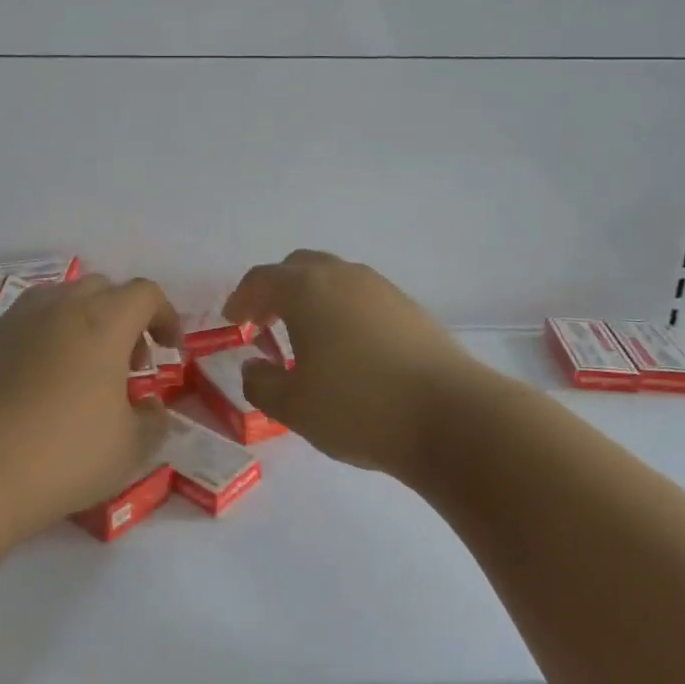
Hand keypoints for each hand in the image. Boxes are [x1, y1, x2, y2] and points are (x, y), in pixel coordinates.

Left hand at [0, 275, 179, 532]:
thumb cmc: (63, 455)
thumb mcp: (129, 450)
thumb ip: (153, 423)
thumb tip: (153, 409)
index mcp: (104, 322)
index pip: (145, 294)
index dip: (166, 316)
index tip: (171, 350)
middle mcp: (60, 307)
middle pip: (102, 288)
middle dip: (125, 318)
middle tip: (130, 363)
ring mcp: (16, 321)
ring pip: (61, 300)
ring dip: (84, 322)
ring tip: (84, 368)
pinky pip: (27, 323)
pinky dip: (46, 338)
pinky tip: (41, 383)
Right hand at [224, 250, 475, 479]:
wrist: (450, 416)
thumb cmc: (358, 407)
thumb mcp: (293, 406)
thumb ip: (261, 383)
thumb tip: (255, 367)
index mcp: (306, 289)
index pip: (262, 280)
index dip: (241, 298)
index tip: (234, 321)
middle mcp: (343, 276)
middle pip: (299, 267)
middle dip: (277, 290)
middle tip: (266, 322)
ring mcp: (381, 288)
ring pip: (334, 279)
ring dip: (312, 299)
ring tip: (307, 337)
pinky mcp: (410, 307)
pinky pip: (362, 297)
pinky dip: (343, 310)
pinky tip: (348, 348)